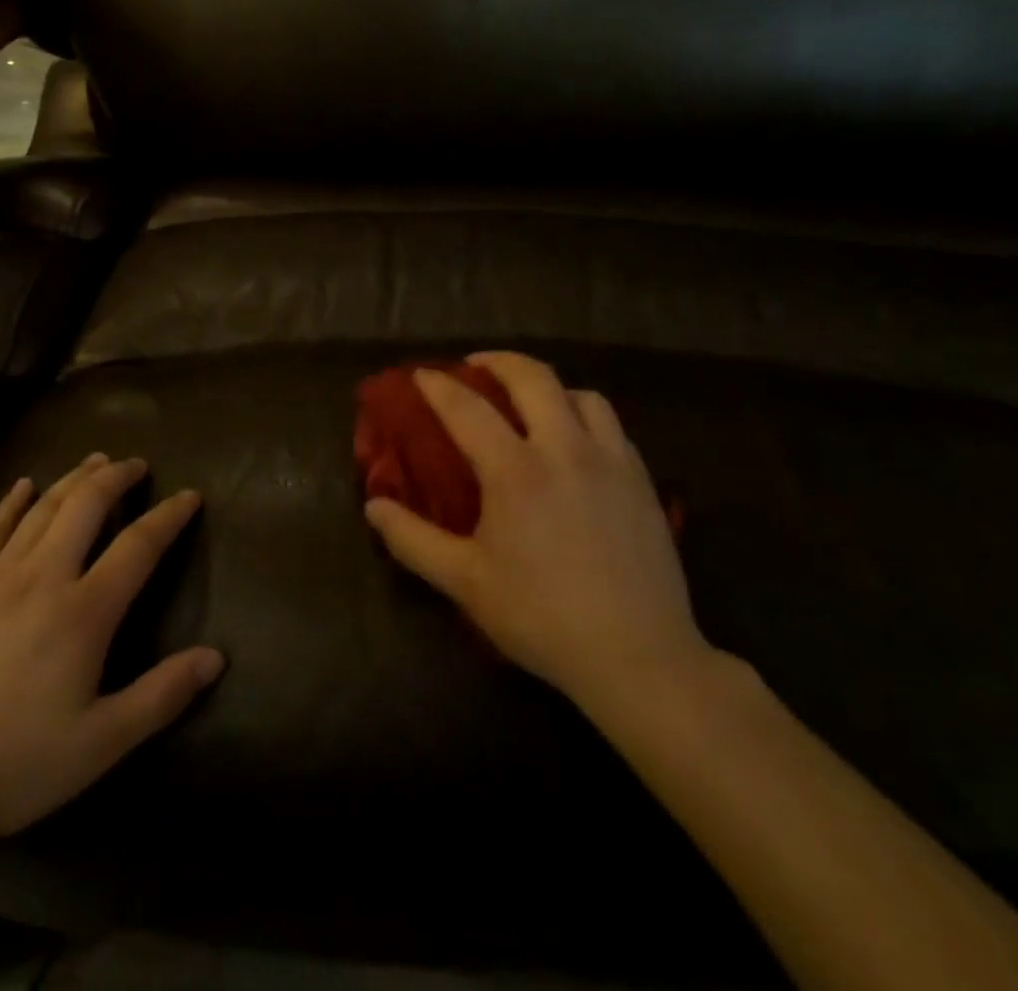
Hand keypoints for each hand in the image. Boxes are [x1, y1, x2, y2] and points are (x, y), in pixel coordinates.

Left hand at [0, 454, 222, 859]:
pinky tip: (23, 484)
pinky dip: (11, 501)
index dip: (168, 516)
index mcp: (83, 612)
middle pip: (86, 505)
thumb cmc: (12, 763)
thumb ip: (160, 696)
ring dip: (73, 477)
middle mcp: (43, 577)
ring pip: (42, 508)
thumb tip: (216, 657)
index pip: (138, 545)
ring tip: (96, 460)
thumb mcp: (99, 745)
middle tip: (137, 463)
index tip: (190, 495)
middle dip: (116, 477)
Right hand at [364, 352, 715, 719]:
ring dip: (548, 388)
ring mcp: (612, 461)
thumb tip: (374, 507)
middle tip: (476, 366)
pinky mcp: (643, 481)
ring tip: (530, 403)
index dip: (439, 387)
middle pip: (533, 378)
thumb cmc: (541, 617)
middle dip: (499, 361)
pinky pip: (612, 426)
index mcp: (516, 471)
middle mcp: (565, 450)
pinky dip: (584, 416)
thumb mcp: (465, 581)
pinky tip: (575, 443)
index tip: (422, 375)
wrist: (639, 657)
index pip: (467, 409)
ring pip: (582, 395)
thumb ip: (413, 540)